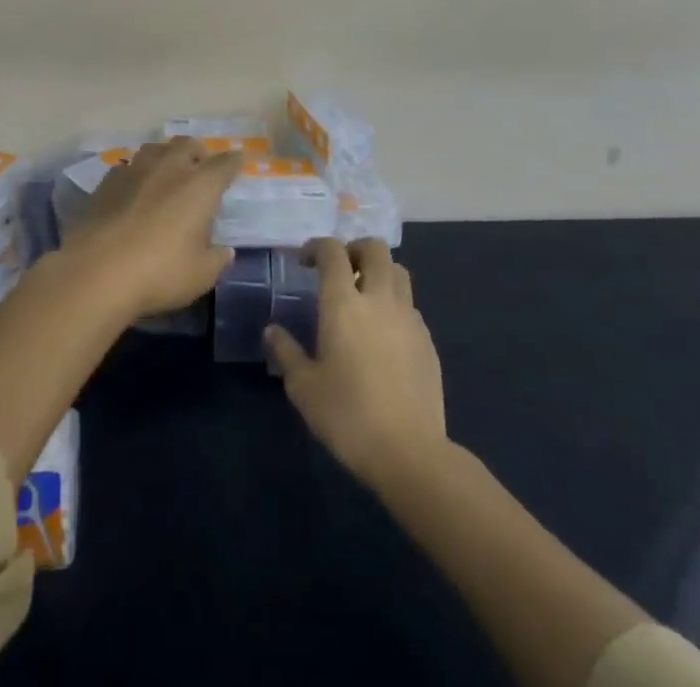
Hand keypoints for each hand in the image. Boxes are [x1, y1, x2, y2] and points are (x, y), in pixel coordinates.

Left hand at [56, 137, 238, 321]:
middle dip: (198, 151)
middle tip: (201, 165)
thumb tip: (225, 251)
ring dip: (166, 155)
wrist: (96, 272)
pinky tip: (134, 188)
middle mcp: (169, 168)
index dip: (234, 161)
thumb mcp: (200, 276)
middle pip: (187, 144)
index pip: (224, 164)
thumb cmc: (159, 273)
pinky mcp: (106, 182)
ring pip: (155, 149)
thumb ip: (217, 260)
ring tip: (167, 171)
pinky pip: (128, 167)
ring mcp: (135, 171)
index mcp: (200, 186)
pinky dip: (137, 172)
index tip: (238, 160)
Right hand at [266, 237, 447, 488]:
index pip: (332, 251)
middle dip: (355, 250)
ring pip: (398, 271)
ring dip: (380, 272)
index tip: (304, 262)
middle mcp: (378, 299)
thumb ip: (286, 352)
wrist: (410, 452)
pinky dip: (395, 304)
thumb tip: (272, 330)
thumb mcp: (304, 388)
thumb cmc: (348, 416)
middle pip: (375, 248)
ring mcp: (408, 317)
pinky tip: (384, 334)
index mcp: (343, 303)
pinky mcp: (427, 340)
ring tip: (364, 296)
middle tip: (340, 271)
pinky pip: (410, 305)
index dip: (316, 247)